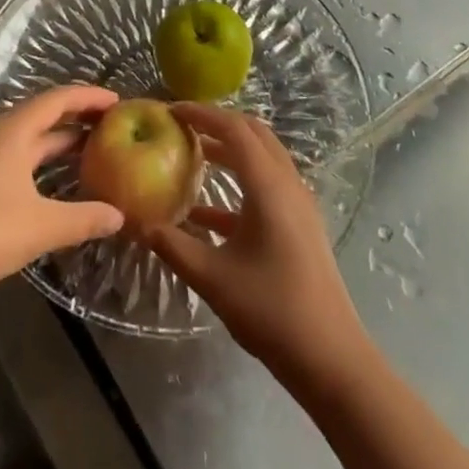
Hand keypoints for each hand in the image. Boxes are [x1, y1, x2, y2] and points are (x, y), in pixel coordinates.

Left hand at [0, 85, 124, 313]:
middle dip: (80, 118)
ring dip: (64, 142)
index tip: (120, 102)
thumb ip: (84, 218)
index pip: (59, 99)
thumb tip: (120, 215)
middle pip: (46, 115)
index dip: (90, 97)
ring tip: (98, 150)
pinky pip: (23, 159)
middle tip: (115, 125)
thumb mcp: (42, 227)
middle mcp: (1, 135)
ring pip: (34, 140)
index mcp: (14, 131)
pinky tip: (63, 182)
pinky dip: (47, 163)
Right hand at [141, 104, 369, 392]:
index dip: (202, 114)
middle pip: (253, 134)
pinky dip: (238, 184)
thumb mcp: (213, 278)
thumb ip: (173, 246)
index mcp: (269, 186)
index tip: (171, 110)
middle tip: (182, 125)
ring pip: (262, 158)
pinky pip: (267, 186)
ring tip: (192, 154)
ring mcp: (298, 204)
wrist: (330, 359)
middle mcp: (287, 183)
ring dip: (229, 150)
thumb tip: (137, 223)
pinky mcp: (299, 225)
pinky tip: (205, 212)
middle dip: (217, 123)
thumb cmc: (272, 310)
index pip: (234, 129)